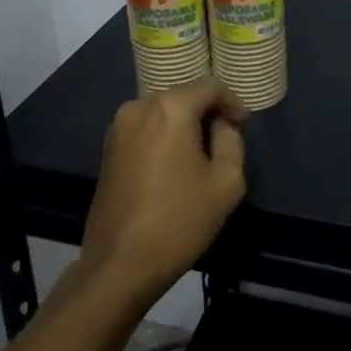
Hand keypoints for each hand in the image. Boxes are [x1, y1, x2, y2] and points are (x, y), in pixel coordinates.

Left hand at [81, 78, 247, 304]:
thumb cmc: (179, 221)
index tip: (243, 126)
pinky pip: (145, 129)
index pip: (211, 86)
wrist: (119, 263)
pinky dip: (163, 137)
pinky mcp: (108, 149)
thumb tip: (221, 125)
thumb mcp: (226, 183)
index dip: (232, 102)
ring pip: (162, 112)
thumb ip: (231, 142)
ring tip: (201, 156)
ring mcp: (118, 127)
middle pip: (184, 96)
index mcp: (171, 108)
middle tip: (225, 141)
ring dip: (184, 126)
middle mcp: (140, 106)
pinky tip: (174, 166)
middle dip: (207, 113)